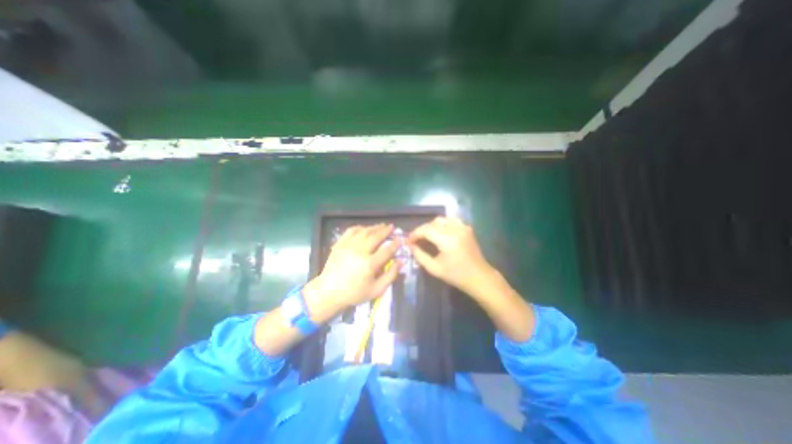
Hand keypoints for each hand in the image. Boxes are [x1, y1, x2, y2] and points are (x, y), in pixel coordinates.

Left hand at [304, 223, 399, 310]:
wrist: (329, 292)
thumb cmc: (354, 293)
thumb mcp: (376, 290)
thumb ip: (391, 275)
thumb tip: (401, 261)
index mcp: (369, 264)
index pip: (387, 250)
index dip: (395, 243)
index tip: (400, 239)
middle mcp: (359, 252)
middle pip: (376, 237)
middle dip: (385, 230)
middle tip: (392, 227)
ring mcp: (348, 246)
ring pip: (364, 231)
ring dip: (374, 227)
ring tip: (381, 225)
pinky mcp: (339, 244)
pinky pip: (351, 231)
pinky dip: (360, 227)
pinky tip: (365, 228)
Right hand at [409, 218, 492, 295]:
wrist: (479, 277)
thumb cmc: (456, 275)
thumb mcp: (434, 268)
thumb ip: (420, 256)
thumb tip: (411, 246)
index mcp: (447, 240)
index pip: (426, 229)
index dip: (415, 233)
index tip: (409, 241)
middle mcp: (456, 229)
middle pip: (433, 223)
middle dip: (422, 230)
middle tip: (416, 240)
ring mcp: (463, 227)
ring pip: (442, 219)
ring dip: (432, 226)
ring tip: (427, 236)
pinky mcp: (467, 228)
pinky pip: (452, 220)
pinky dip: (443, 224)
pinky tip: (440, 232)